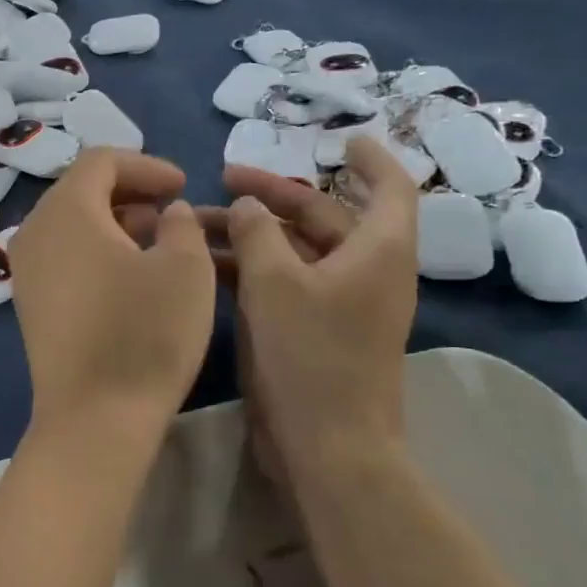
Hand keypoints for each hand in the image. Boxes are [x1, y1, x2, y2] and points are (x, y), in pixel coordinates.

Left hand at [10, 150, 214, 442]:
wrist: (95, 418)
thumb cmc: (145, 333)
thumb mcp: (186, 267)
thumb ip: (181, 223)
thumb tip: (168, 213)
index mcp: (67, 210)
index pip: (101, 160)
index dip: (146, 165)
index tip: (182, 185)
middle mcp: (34, 231)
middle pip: (81, 189)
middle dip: (130, 191)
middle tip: (171, 209)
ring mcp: (25, 270)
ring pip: (71, 223)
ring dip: (114, 221)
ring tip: (156, 241)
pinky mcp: (29, 303)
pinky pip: (62, 255)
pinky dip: (95, 249)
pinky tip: (129, 275)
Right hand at [201, 137, 417, 476]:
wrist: (326, 446)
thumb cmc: (310, 355)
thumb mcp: (274, 282)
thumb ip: (256, 232)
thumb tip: (249, 206)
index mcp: (378, 250)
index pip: (389, 186)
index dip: (370, 158)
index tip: (340, 140)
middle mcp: (365, 271)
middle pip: (324, 216)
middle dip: (274, 195)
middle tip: (224, 181)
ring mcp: (339, 303)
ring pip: (295, 251)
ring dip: (252, 234)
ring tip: (197, 224)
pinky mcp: (314, 331)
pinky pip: (284, 283)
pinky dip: (251, 268)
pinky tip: (207, 264)